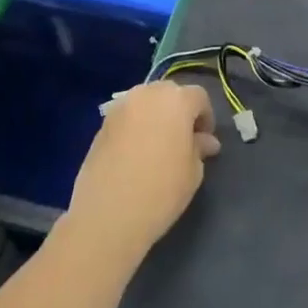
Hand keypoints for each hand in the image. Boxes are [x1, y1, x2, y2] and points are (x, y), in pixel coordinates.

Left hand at [66, 81, 219, 263]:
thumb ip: (199, 148)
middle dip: (180, 111)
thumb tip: (204, 140)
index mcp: (175, 100)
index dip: (206, 117)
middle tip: (184, 140)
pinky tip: (137, 153)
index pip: (198, 96)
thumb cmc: (161, 190)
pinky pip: (127, 117)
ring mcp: (120, 107)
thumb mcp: (193, 171)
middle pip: (169, 93)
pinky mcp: (101, 124)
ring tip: (159, 145)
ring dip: (156, 116)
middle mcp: (146, 94)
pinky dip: (136, 126)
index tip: (205, 140)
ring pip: (145, 102)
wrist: (108, 214)